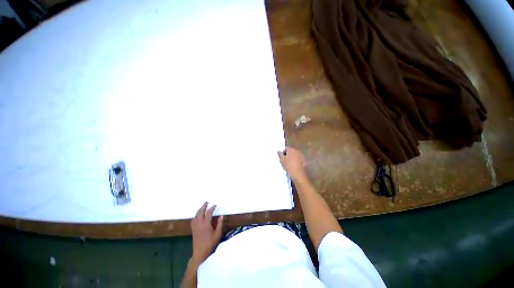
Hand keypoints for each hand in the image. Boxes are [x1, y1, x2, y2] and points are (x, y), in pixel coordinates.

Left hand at [190, 202, 223, 264]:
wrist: (200, 253)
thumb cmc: (210, 244)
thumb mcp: (217, 234)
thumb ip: (219, 224)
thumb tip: (221, 216)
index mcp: (206, 224)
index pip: (208, 213)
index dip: (212, 208)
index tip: (215, 205)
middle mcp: (199, 224)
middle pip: (200, 212)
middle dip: (203, 206)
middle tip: (206, 202)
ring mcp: (195, 227)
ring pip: (196, 216)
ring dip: (199, 210)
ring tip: (202, 207)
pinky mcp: (193, 230)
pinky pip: (193, 220)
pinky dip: (196, 215)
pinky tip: (197, 216)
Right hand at [277, 147, 306, 180]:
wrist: (298, 174)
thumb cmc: (288, 165)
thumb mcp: (281, 160)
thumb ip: (280, 154)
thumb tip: (279, 151)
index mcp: (291, 149)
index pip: (286, 148)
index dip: (283, 152)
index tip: (281, 157)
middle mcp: (297, 151)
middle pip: (291, 151)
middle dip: (288, 154)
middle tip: (285, 160)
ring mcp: (302, 155)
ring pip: (295, 155)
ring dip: (292, 157)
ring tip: (289, 163)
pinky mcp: (304, 161)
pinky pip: (298, 159)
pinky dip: (296, 161)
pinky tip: (294, 165)